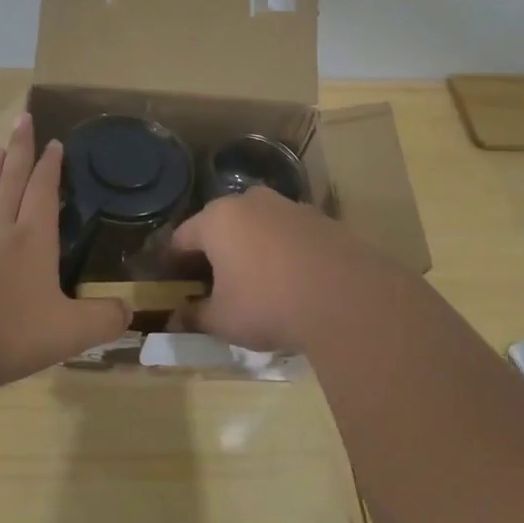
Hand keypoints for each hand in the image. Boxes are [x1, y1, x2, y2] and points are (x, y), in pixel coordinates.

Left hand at [0, 113, 129, 388]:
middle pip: (11, 182)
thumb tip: (128, 311)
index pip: (43, 191)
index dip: (50, 166)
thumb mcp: (67, 332)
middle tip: (21, 119)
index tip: (54, 141)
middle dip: (19, 150)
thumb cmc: (5, 331)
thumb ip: (102, 320)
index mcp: (31, 240)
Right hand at [170, 187, 434, 352]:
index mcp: (217, 219)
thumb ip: (194, 317)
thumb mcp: (223, 320)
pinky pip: (288, 234)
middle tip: (213, 284)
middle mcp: (250, 201)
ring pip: (256, 226)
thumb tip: (174, 321)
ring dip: (250, 248)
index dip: (173, 262)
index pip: (182, 237)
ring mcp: (289, 206)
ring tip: (255, 283)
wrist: (349, 299)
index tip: (173, 283)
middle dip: (214, 252)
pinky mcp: (321, 219)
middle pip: (220, 225)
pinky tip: (290, 280)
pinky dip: (281, 251)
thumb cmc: (269, 304)